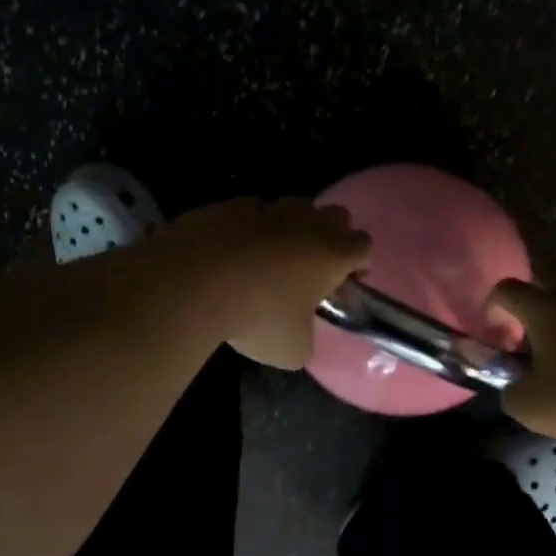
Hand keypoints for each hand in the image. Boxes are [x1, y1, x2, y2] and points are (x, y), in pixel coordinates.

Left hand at [162, 198, 370, 368]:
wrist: (192, 282)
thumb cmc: (257, 317)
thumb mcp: (292, 349)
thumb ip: (306, 338)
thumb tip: (299, 336)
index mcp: (331, 252)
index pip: (363, 245)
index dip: (357, 264)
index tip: (342, 283)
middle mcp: (305, 223)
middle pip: (335, 215)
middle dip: (330, 236)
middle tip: (311, 267)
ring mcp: (265, 208)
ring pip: (291, 207)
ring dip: (289, 229)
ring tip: (267, 260)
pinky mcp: (228, 206)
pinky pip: (248, 213)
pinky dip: (247, 230)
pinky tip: (230, 255)